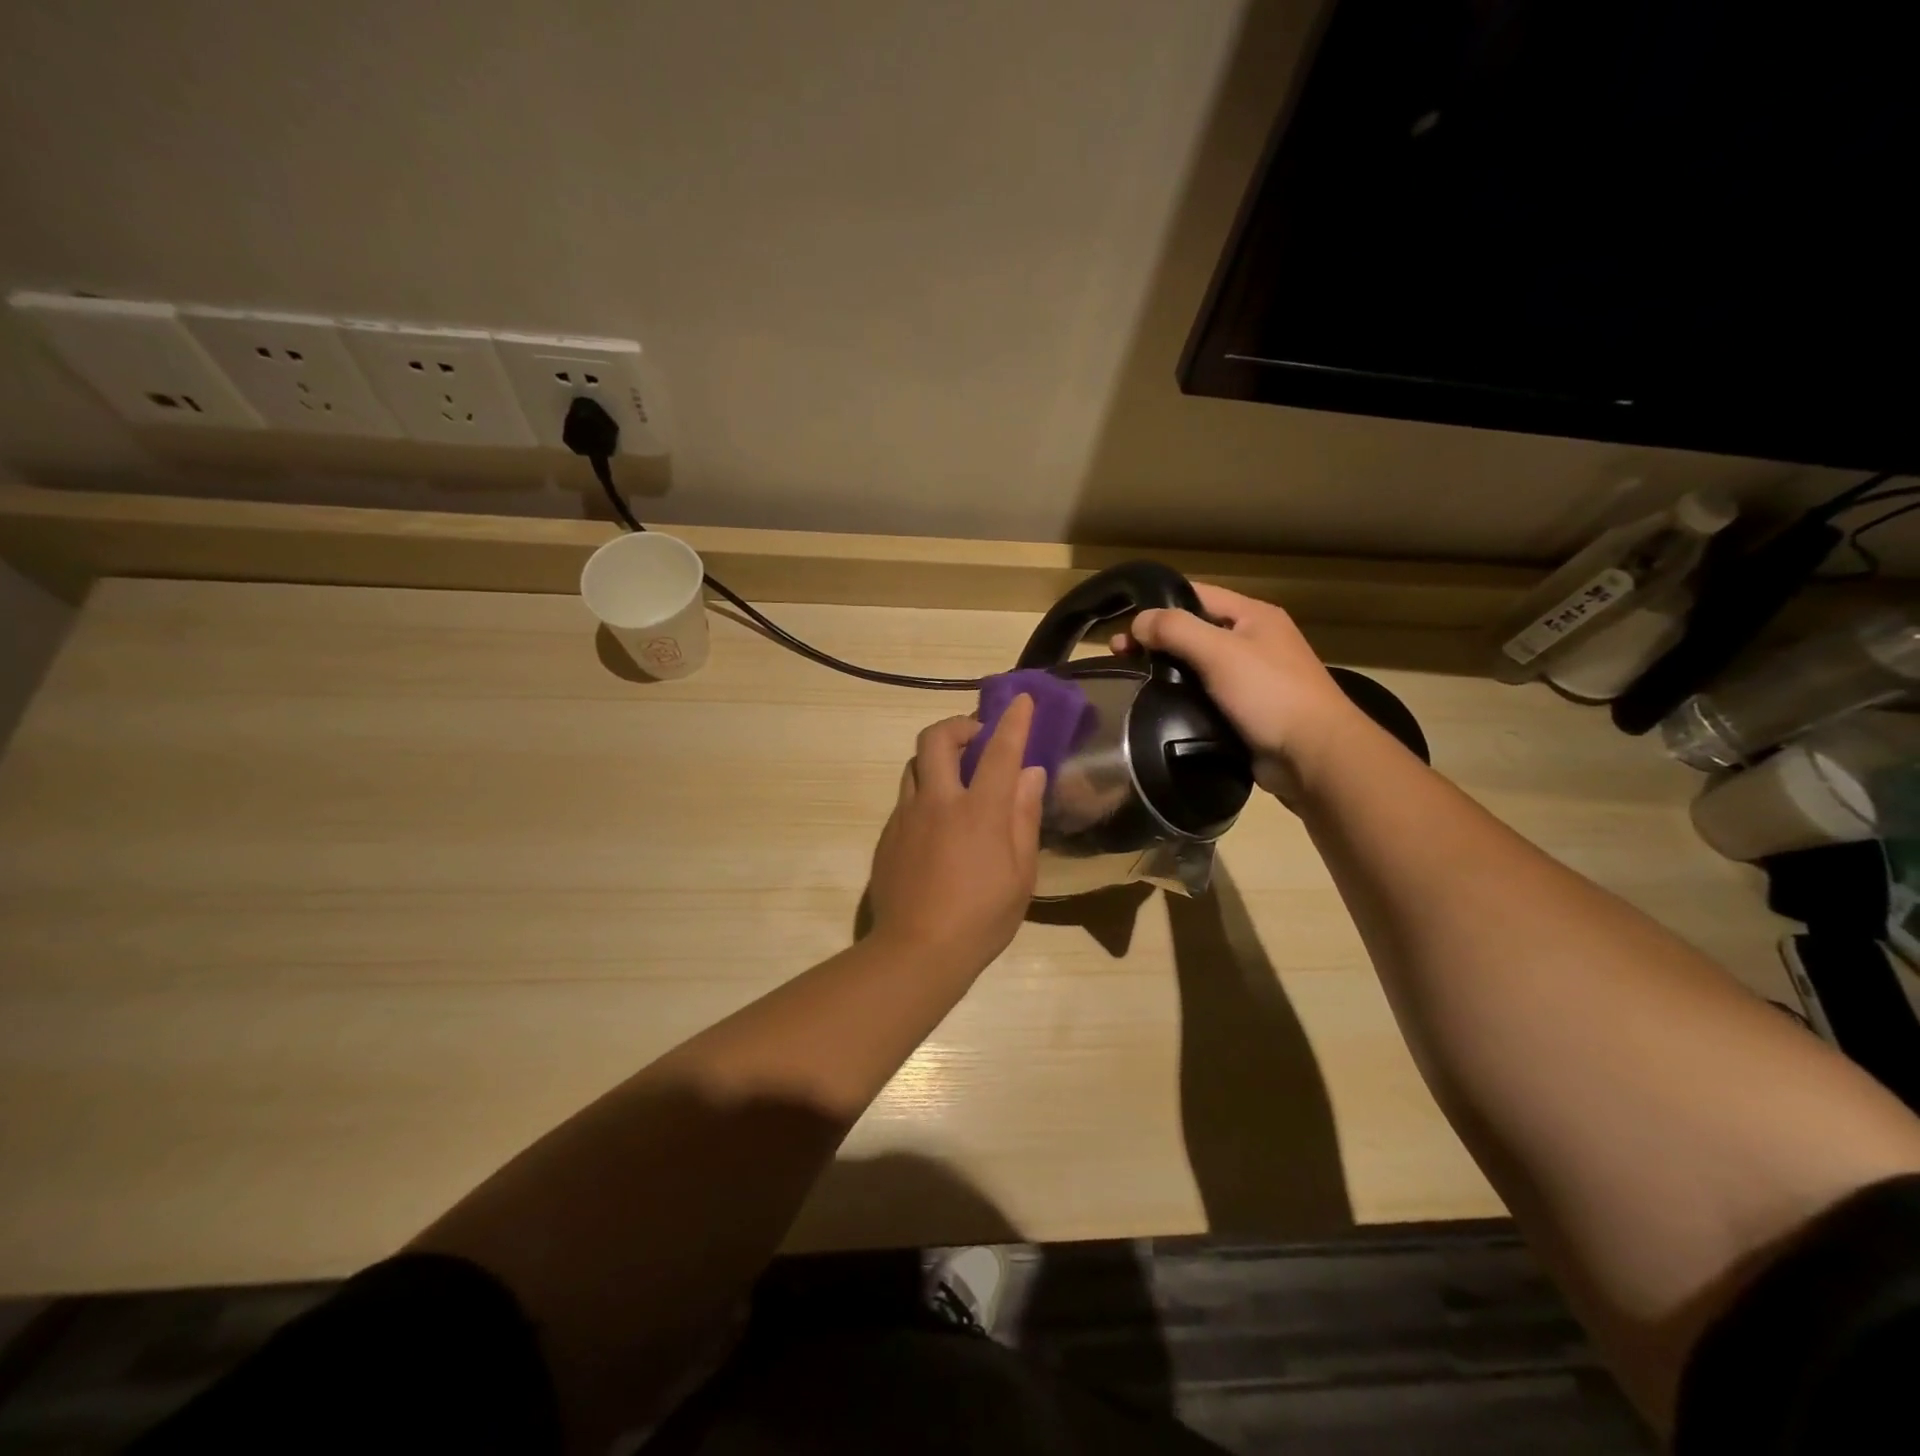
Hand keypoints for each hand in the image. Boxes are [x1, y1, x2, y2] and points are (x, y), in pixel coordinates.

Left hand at [866, 696, 1047, 974]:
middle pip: (936, 739)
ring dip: (937, 758)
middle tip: (977, 738)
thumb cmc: (981, 918)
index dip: (1014, 720)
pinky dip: (924, 793)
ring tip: (956, 779)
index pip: (1000, 751)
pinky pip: (905, 798)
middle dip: (958, 725)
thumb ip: (1023, 818)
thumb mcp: (1021, 874)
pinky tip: (936, 825)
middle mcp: (938, 802)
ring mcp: (906, 816)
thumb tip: (1031, 774)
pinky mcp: (888, 835)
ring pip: (915, 765)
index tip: (1022, 700)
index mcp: (979, 811)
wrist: (916, 951)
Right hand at [1119, 584, 1364, 804]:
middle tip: (1119, 657)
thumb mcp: (1220, 651)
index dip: (1158, 605)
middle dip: (1156, 641)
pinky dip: (1182, 698)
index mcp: (1254, 616)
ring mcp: (1250, 678)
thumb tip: (1138, 621)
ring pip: (1197, 667)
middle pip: (1194, 631)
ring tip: (1131, 683)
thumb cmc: (1269, 693)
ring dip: (1166, 672)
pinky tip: (1157, 708)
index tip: (1124, 625)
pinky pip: (1205, 697)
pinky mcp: (1245, 712)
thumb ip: (1176, 629)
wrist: (1312, 755)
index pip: (1197, 595)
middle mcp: (1253, 641)